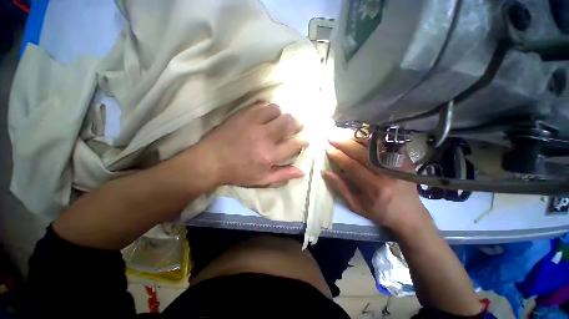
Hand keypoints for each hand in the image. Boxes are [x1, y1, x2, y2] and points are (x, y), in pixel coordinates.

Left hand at [199, 102, 308, 186]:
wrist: (211, 161)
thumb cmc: (238, 172)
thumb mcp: (262, 179)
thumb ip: (283, 175)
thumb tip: (301, 172)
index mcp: (270, 155)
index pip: (295, 143)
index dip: (303, 140)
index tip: (304, 140)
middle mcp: (265, 136)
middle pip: (289, 121)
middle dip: (296, 123)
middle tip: (295, 127)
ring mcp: (253, 123)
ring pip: (276, 109)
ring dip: (280, 115)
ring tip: (277, 121)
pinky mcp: (243, 115)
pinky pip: (261, 104)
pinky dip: (267, 109)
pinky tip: (265, 116)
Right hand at [323, 138, 429, 232]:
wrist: (410, 215)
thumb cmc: (379, 212)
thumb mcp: (355, 205)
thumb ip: (340, 188)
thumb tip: (325, 172)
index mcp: (374, 187)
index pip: (351, 166)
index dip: (338, 156)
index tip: (327, 149)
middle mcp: (387, 174)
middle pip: (362, 153)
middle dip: (344, 144)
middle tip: (331, 138)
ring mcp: (398, 165)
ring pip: (374, 146)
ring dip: (356, 139)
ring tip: (343, 136)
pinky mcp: (405, 160)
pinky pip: (386, 145)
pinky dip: (372, 140)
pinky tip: (361, 137)